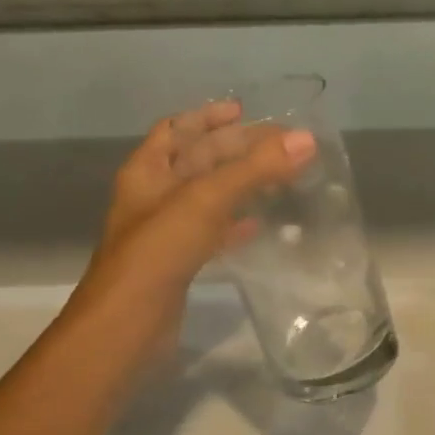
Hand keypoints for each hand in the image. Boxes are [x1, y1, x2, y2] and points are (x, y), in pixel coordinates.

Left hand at [65, 105, 315, 361]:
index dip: (208, 116)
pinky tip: (260, 224)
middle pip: (197, 160)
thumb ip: (256, 168)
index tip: (245, 110)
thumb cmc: (159, 252)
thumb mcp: (207, 200)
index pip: (177, 129)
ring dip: (239, 184)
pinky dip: (235, 224)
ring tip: (278, 177)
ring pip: (207, 197)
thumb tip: (306, 138)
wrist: (128, 325)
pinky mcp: (180, 263)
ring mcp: (166, 232)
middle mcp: (153, 196)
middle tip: (280, 145)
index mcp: (148, 171)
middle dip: (235, 149)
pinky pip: (212, 233)